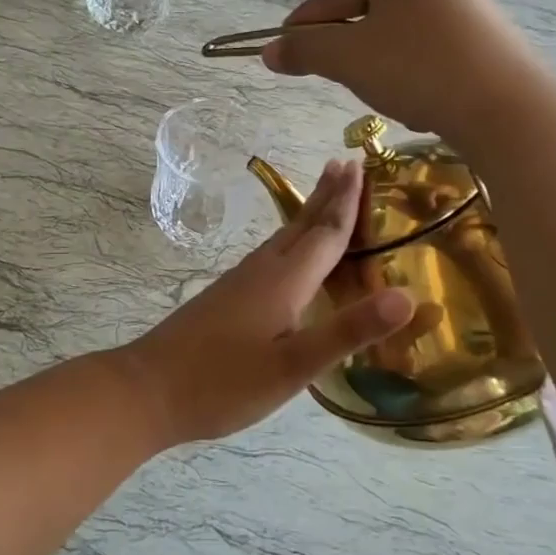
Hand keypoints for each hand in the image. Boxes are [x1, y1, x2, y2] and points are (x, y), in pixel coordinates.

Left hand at [121, 160, 412, 445]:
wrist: (147, 390)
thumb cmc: (223, 382)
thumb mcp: (293, 366)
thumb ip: (347, 331)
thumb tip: (408, 296)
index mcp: (283, 281)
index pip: (324, 233)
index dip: (346, 203)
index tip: (359, 166)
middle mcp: (261, 271)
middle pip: (301, 225)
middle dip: (326, 196)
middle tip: (343, 164)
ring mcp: (238, 283)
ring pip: (282, 239)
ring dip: (306, 215)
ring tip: (322, 199)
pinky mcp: (224, 298)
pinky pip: (268, 256)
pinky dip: (289, 242)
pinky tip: (284, 258)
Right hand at [263, 0, 531, 136]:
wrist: (503, 106)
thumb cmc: (416, 67)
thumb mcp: (347, 59)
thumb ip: (304, 50)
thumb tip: (267, 51)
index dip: (305, 25)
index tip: (282, 50)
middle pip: (368, 8)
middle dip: (346, 44)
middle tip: (331, 75)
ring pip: (399, 29)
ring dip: (378, 58)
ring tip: (377, 90)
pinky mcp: (486, 30)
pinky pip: (429, 44)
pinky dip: (411, 65)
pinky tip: (413, 93)